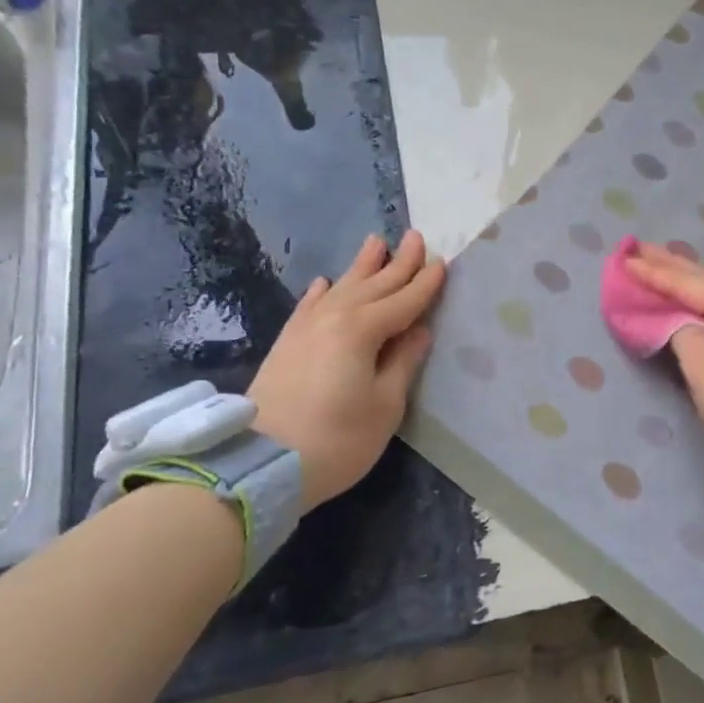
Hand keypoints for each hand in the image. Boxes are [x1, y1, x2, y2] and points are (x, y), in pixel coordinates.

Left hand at [248, 230, 445, 510]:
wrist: (261, 465)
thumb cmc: (338, 439)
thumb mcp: (385, 405)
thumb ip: (403, 362)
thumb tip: (419, 331)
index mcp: (363, 330)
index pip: (404, 300)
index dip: (425, 283)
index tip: (442, 262)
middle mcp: (333, 318)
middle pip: (373, 285)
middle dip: (398, 262)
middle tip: (415, 237)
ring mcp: (305, 328)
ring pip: (341, 287)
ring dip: (362, 266)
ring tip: (376, 241)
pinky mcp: (286, 344)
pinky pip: (308, 306)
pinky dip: (321, 291)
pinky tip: (325, 282)